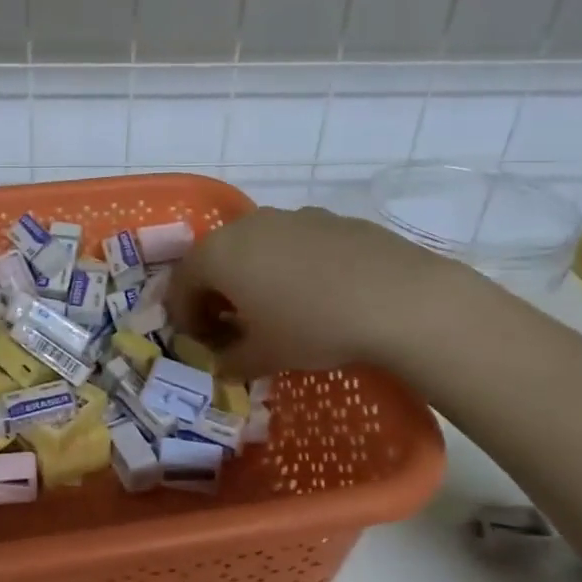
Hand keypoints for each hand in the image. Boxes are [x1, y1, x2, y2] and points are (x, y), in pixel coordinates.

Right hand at [166, 206, 460, 379]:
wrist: (399, 299)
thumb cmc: (313, 327)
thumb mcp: (263, 356)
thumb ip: (231, 361)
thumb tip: (222, 365)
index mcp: (219, 254)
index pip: (182, 283)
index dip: (185, 317)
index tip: (201, 343)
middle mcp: (248, 225)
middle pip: (216, 258)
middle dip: (216, 294)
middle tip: (230, 327)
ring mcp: (291, 216)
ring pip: (256, 247)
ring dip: (252, 277)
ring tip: (274, 310)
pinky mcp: (330, 218)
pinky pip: (292, 243)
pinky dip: (288, 266)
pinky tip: (316, 294)